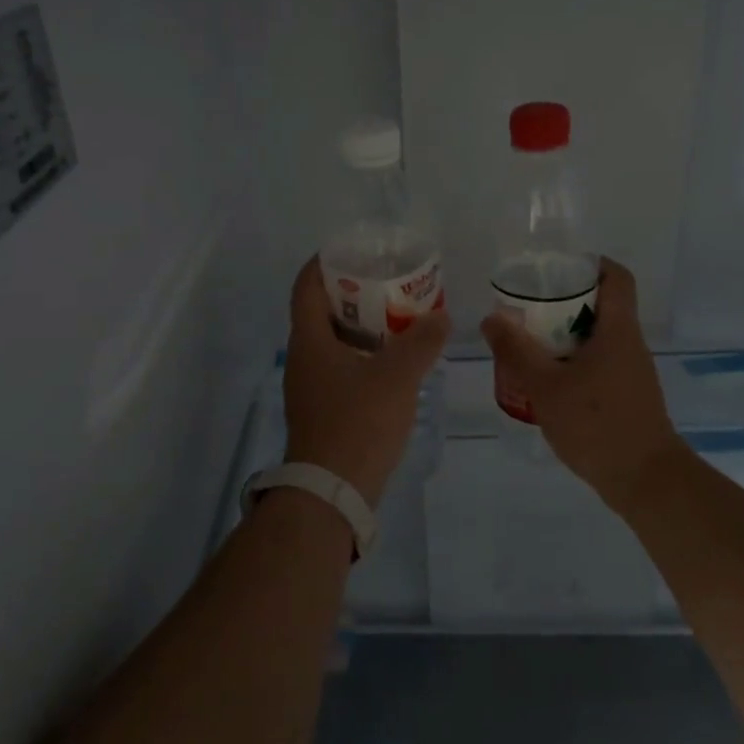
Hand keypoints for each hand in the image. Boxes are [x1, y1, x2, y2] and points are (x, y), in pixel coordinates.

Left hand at [283, 257, 449, 506]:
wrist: (332, 492)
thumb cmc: (358, 423)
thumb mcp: (397, 376)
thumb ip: (422, 341)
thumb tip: (441, 316)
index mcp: (309, 340)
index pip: (306, 285)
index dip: (326, 262)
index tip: (356, 250)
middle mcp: (302, 358)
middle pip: (321, 310)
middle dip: (353, 293)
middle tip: (389, 282)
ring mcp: (310, 387)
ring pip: (333, 341)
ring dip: (362, 326)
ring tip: (398, 317)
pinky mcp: (322, 410)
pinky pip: (340, 367)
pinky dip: (363, 355)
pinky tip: (394, 362)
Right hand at [479, 257, 686, 510]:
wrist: (645, 480)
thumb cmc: (597, 424)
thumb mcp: (545, 386)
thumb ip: (516, 351)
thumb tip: (491, 319)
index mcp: (618, 330)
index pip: (616, 276)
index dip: (589, 264)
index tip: (555, 268)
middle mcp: (630, 344)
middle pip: (600, 305)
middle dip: (562, 303)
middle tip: (526, 310)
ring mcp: (631, 372)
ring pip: (596, 338)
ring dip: (564, 337)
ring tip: (527, 345)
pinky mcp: (627, 396)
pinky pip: (598, 364)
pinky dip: (572, 363)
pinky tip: (546, 382)